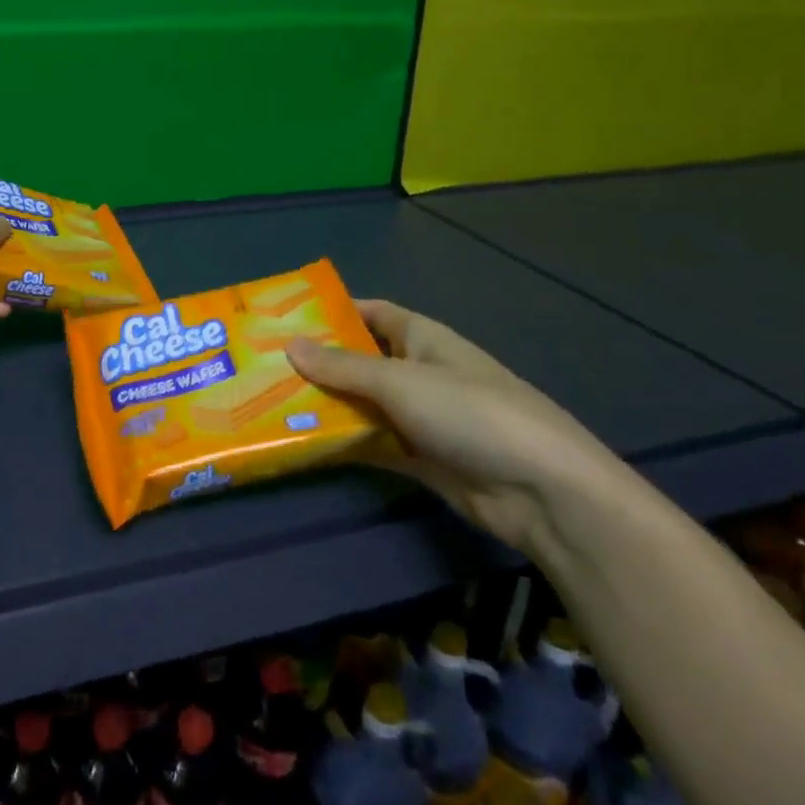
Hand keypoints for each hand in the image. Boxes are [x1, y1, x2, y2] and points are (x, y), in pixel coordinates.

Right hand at [288, 300, 629, 552]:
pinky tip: (302, 444)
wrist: (543, 492)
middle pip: (359, 361)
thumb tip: (289, 345)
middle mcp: (418, 373)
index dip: (332, 311)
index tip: (284, 317)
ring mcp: (419, 418)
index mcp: (422, 339)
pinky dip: (342, 443)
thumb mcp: (400, 382)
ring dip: (324, 406)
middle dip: (317, 363)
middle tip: (261, 366)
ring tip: (268, 404)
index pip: (371, 313)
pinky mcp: (419, 459)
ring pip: (361, 405)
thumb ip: (343, 367)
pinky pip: (370, 444)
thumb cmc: (471, 413)